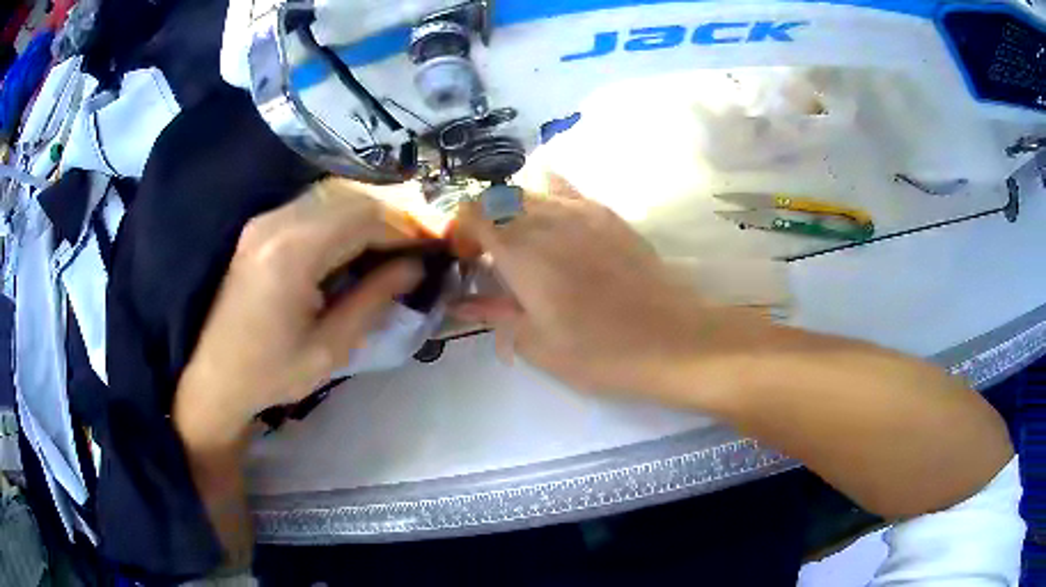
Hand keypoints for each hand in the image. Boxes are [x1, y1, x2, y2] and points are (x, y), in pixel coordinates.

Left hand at [174, 179, 423, 445]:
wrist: (215, 378)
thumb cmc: (272, 373)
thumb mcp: (331, 347)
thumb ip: (375, 299)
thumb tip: (415, 267)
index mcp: (293, 252)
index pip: (364, 217)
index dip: (407, 225)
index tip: (438, 241)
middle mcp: (276, 222)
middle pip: (351, 198)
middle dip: (394, 215)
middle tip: (424, 241)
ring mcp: (265, 221)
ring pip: (334, 197)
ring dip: (371, 214)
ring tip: (400, 242)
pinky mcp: (260, 228)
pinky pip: (314, 208)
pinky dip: (346, 218)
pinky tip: (361, 242)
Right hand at [452, 176, 717, 397]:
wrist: (669, 339)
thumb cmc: (598, 351)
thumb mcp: (536, 343)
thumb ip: (494, 313)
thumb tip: (461, 302)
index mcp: (520, 252)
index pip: (472, 213)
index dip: (459, 231)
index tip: (465, 260)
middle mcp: (546, 219)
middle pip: (497, 198)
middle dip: (483, 222)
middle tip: (490, 257)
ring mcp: (581, 210)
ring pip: (530, 191)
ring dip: (513, 212)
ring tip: (523, 244)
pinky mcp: (608, 214)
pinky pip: (566, 190)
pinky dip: (547, 198)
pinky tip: (555, 224)